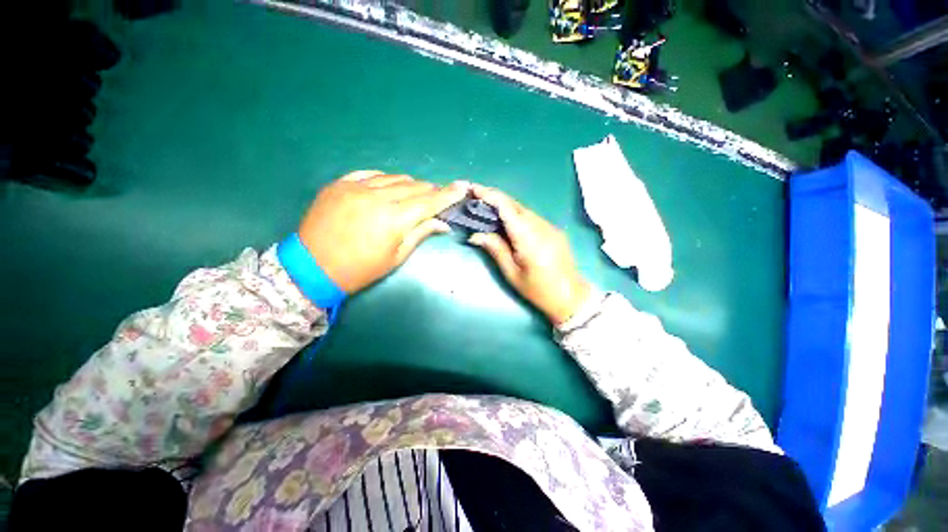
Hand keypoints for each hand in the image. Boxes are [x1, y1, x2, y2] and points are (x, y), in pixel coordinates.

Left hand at [297, 170, 467, 292]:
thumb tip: (442, 223)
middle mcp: (377, 197)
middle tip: (436, 198)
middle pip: (414, 187)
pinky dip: (385, 180)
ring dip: (409, 185)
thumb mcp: (396, 257)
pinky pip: (370, 174)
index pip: (429, 202)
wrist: (312, 268)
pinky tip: (388, 187)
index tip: (463, 186)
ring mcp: (356, 187)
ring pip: (394, 178)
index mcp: (394, 219)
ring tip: (412, 195)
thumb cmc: (360, 269)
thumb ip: (420, 233)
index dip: (448, 194)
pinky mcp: (339, 183)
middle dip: (430, 191)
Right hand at [468, 185, 590, 324]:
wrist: (571, 296)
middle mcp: (541, 227)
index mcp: (529, 239)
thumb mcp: (512, 273)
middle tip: (475, 197)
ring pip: (523, 209)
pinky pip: (531, 217)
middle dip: (495, 197)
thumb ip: (496, 249)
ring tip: (487, 208)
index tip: (473, 189)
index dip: (490, 196)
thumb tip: (476, 235)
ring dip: (505, 206)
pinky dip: (516, 214)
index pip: (507, 209)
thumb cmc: (538, 290)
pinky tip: (506, 220)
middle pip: (515, 205)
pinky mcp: (553, 229)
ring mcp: (550, 227)